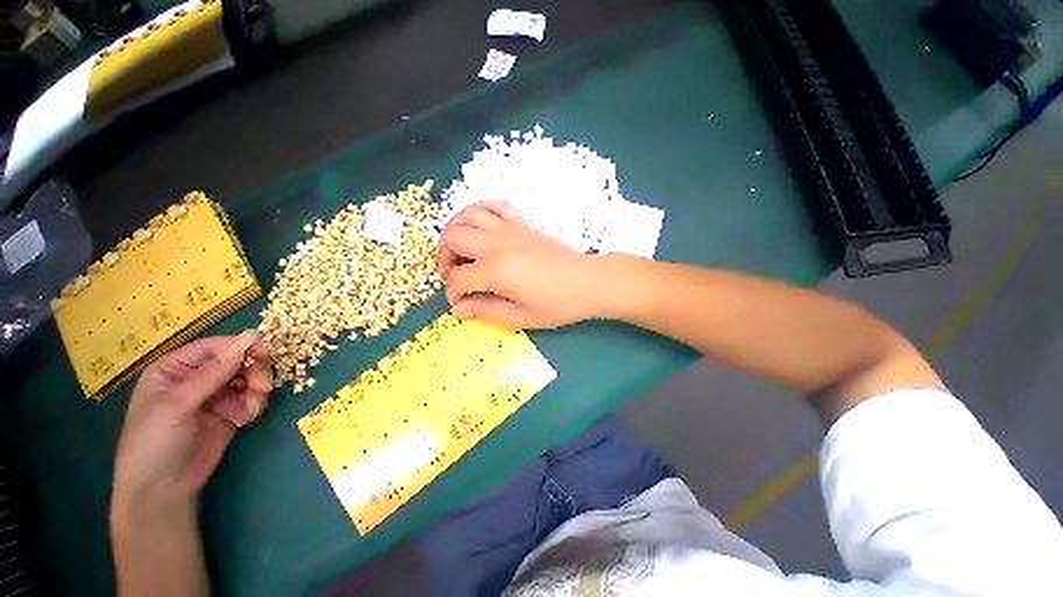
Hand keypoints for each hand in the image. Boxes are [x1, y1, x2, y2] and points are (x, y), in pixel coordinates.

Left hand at [112, 331, 272, 521]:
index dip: (240, 346)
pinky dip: (255, 405)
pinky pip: (251, 398)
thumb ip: (213, 373)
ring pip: (248, 379)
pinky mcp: (230, 413)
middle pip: (236, 361)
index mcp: (175, 369)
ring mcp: (215, 397)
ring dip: (256, 389)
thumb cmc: (155, 441)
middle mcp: (196, 379)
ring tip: (252, 407)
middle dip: (253, 370)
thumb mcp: (178, 405)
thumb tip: (249, 338)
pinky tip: (246, 418)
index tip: (266, 350)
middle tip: (263, 385)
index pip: (213, 347)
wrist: (162, 490)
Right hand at [438, 202, 607, 328]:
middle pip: (453, 238)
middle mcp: (497, 244)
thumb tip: (458, 310)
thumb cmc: (557, 304)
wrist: (588, 281)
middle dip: (445, 258)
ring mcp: (509, 229)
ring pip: (468, 215)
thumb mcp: (521, 316)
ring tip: (461, 250)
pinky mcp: (521, 224)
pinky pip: (494, 206)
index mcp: (496, 271)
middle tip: (455, 275)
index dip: (452, 294)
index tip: (461, 304)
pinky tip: (481, 228)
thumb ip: (485, 310)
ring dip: (456, 231)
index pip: (458, 278)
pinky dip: (479, 212)